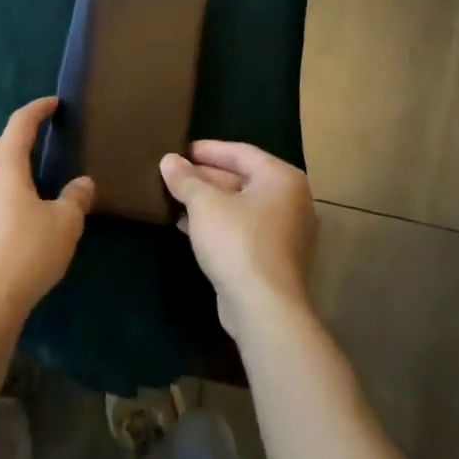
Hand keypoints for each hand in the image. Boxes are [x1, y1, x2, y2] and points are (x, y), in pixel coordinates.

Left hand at [0, 97, 93, 329]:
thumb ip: (75, 198)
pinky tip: (8, 218)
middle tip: (28, 155)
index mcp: (3, 164)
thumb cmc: (26, 252)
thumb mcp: (64, 224)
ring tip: (21, 188)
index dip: (37, 109)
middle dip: (2, 141)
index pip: (19, 123)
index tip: (52, 104)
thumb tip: (83, 183)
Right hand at [161, 141, 317, 340]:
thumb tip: (169, 160)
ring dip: (207, 202)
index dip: (207, 149)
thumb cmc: (237, 241)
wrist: (263, 309)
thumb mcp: (204, 203)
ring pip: (240, 206)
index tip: (180, 150)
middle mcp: (290, 201)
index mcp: (281, 179)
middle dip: (205, 177)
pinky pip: (242, 229)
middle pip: (241, 178)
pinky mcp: (274, 259)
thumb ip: (185, 179)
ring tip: (174, 198)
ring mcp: (286, 233)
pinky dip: (217, 224)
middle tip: (174, 174)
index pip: (241, 152)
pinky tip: (186, 225)